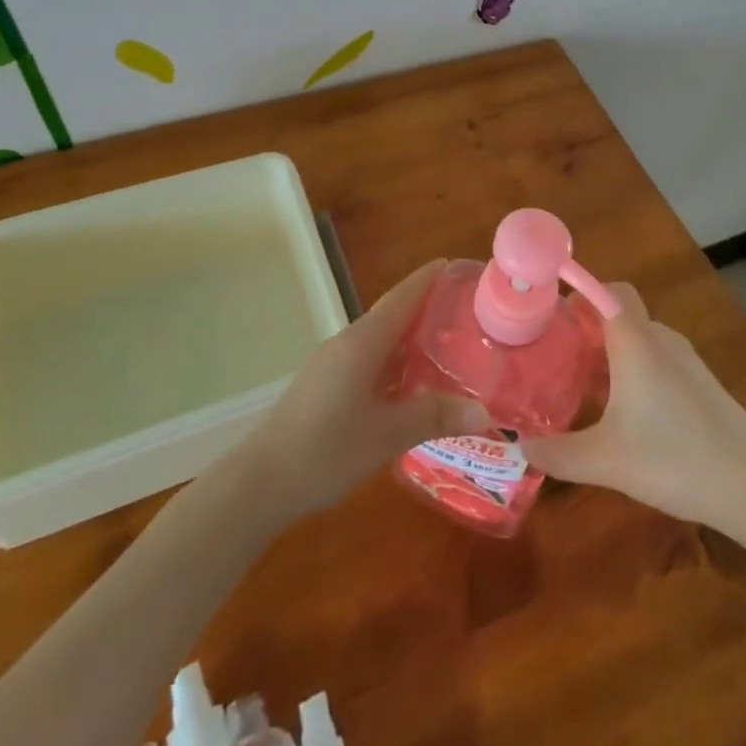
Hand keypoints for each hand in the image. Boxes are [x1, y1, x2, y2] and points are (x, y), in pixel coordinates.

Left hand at [236, 258, 489, 520]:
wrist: (260, 482)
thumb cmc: (326, 450)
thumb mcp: (386, 435)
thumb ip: (433, 417)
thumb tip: (484, 411)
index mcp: (362, 343)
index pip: (401, 298)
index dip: (426, 279)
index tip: (452, 263)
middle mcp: (347, 343)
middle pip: (391, 314)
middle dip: (424, 307)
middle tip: (462, 308)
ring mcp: (332, 363)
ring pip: (378, 339)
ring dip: (408, 337)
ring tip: (444, 343)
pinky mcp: (324, 384)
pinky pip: (367, 359)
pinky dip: (393, 360)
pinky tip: (409, 382)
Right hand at [519, 283, 745, 529]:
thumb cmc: (673, 459)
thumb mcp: (605, 460)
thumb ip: (558, 454)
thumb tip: (520, 448)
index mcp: (635, 341)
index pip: (608, 289)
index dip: (580, 291)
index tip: (551, 314)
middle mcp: (660, 339)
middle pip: (620, 313)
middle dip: (588, 326)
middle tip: (558, 355)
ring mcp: (686, 361)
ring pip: (640, 339)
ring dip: (612, 351)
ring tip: (584, 384)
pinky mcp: (702, 384)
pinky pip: (658, 360)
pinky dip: (636, 370)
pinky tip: (626, 412)